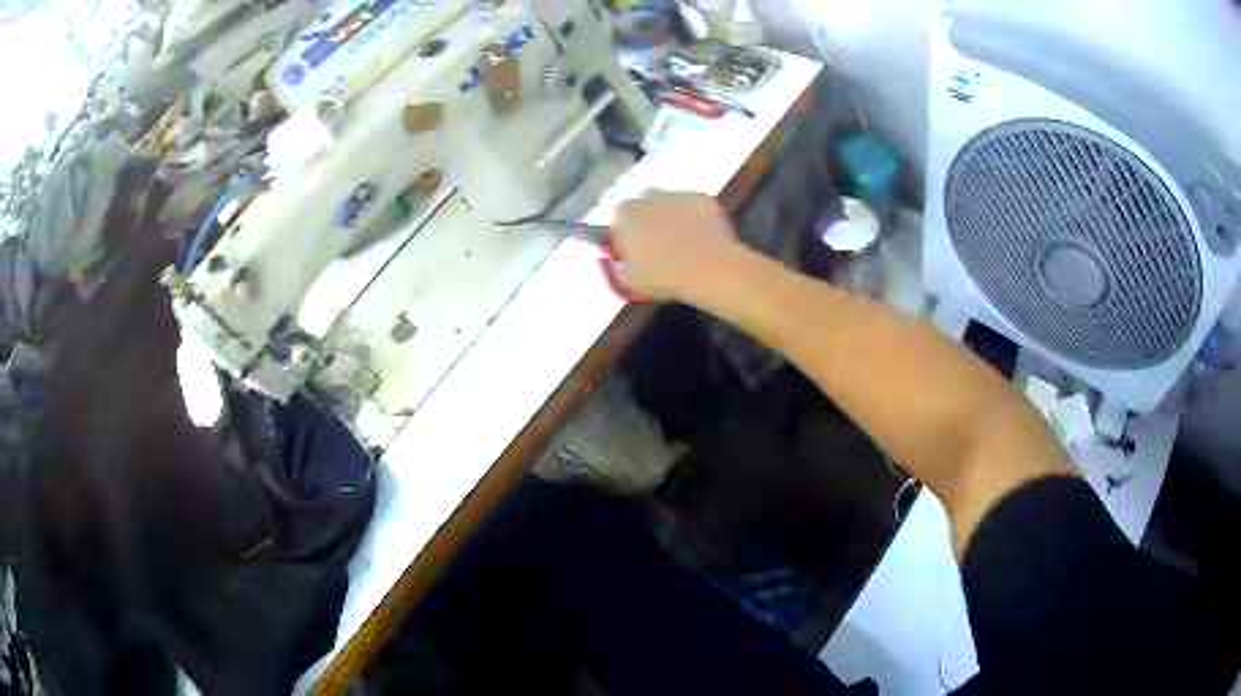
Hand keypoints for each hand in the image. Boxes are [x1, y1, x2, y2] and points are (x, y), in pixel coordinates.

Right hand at [609, 192, 746, 301]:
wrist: (710, 270)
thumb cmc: (665, 277)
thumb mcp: (631, 282)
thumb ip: (621, 267)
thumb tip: (622, 263)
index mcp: (625, 215)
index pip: (617, 219)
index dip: (624, 234)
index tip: (632, 249)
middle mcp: (648, 197)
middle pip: (643, 206)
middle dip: (647, 221)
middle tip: (657, 244)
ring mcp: (677, 195)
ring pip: (669, 203)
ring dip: (671, 216)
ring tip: (681, 241)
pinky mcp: (702, 198)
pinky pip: (693, 207)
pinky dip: (694, 217)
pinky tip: (700, 236)